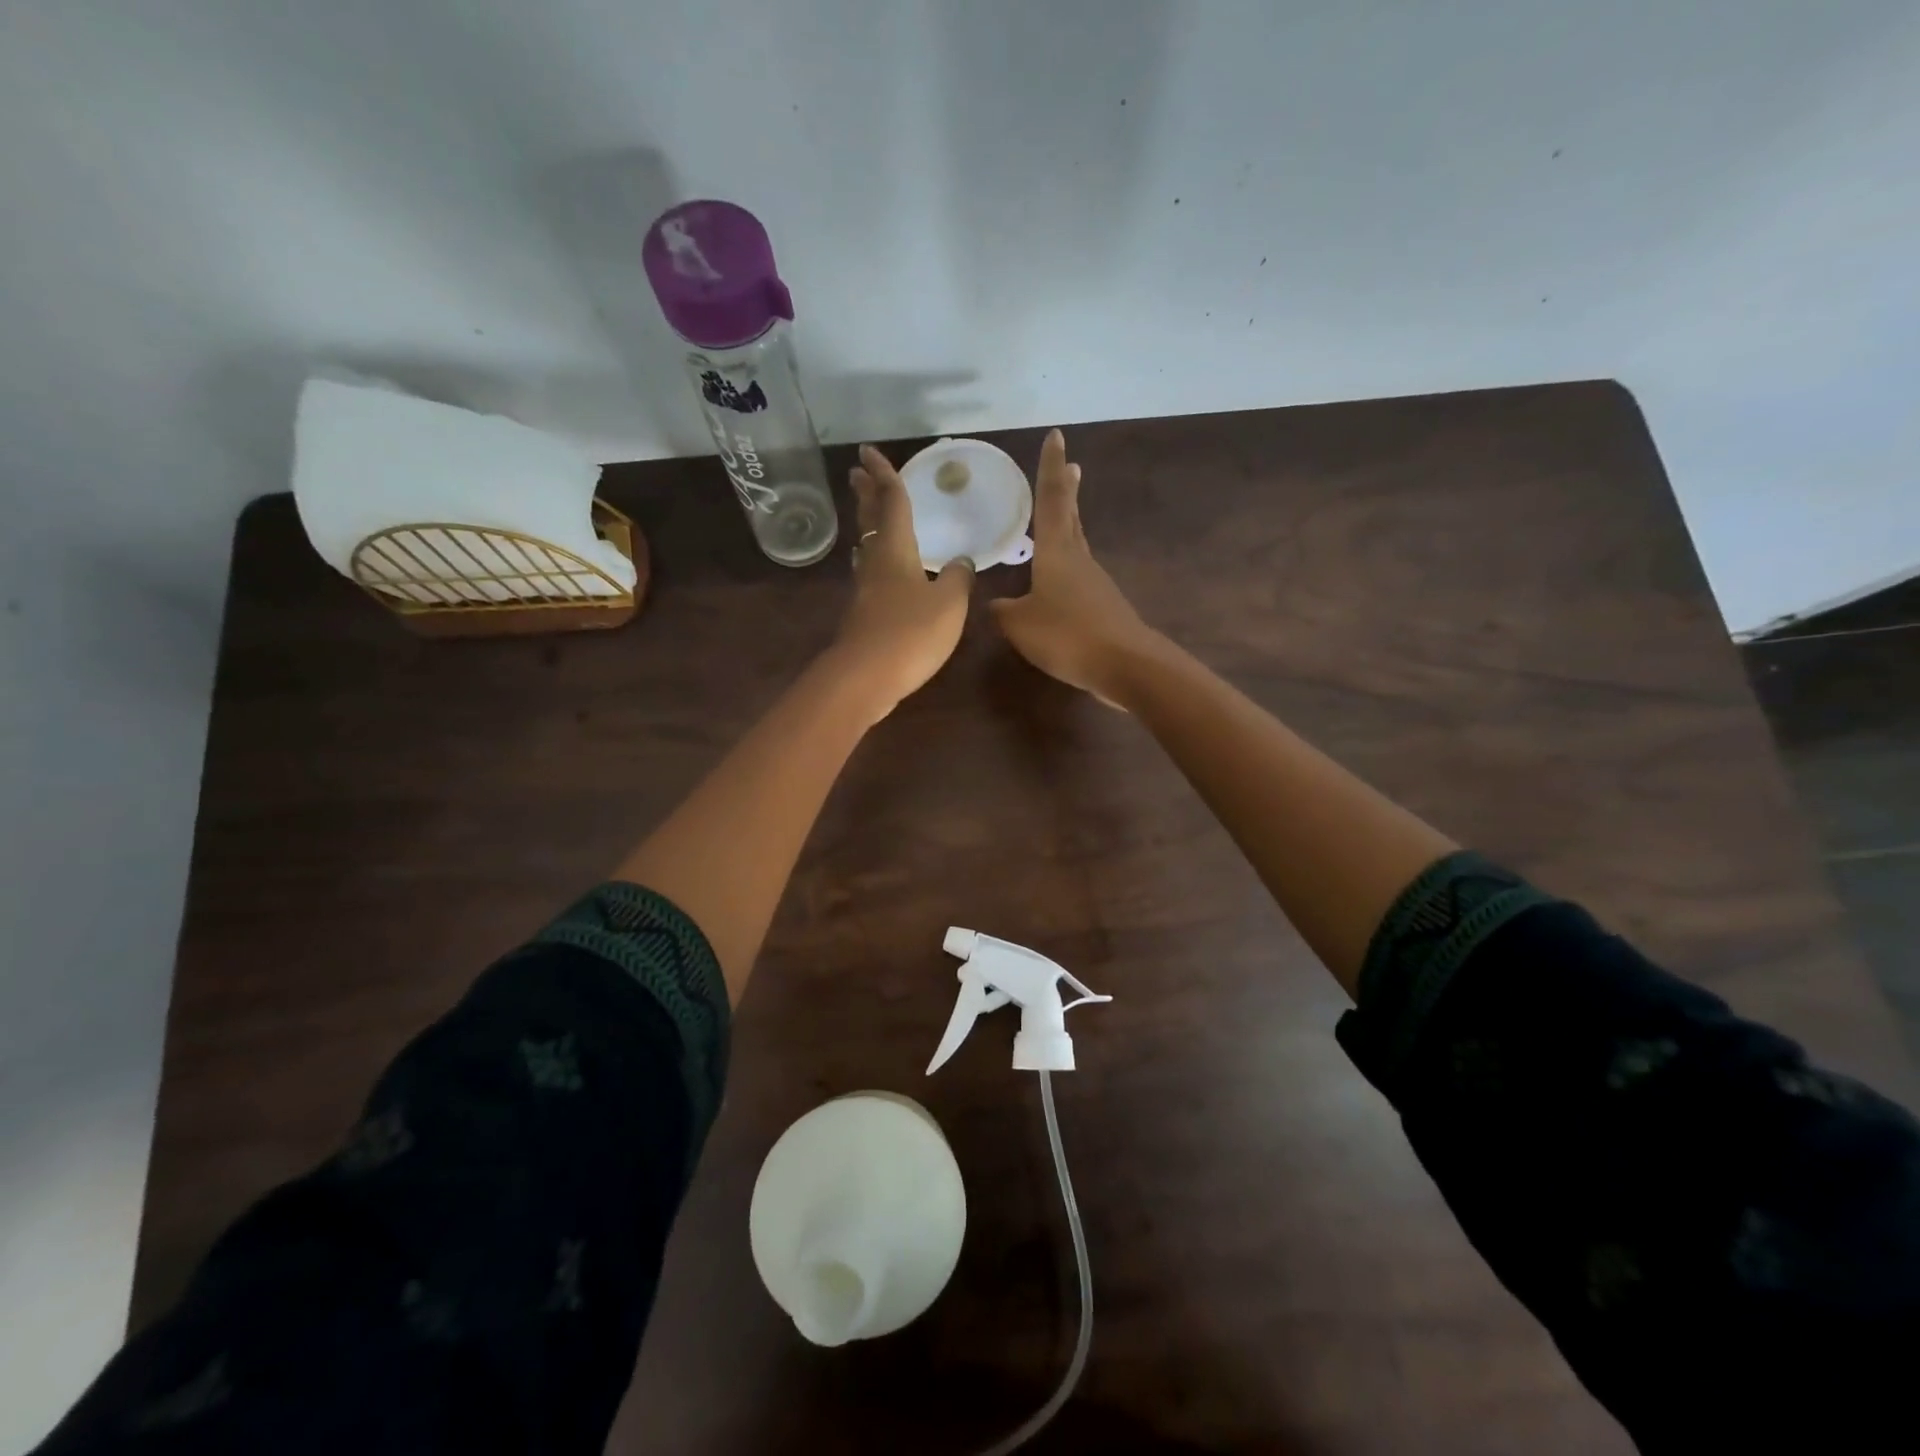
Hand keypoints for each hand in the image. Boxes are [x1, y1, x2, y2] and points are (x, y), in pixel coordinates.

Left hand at [831, 444, 973, 721]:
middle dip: (866, 495)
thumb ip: (959, 578)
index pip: (891, 502)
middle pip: (870, 521)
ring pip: (867, 549)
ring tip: (870, 518)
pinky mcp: (863, 616)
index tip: (869, 451)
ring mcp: (865, 591)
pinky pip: (870, 576)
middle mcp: (875, 564)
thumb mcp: (949, 604)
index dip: (884, 475)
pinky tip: (880, 573)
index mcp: (896, 551)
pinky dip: (876, 562)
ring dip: (868, 528)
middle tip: (857, 472)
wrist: (866, 678)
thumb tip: (962, 561)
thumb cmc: (910, 633)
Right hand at [990, 429, 1160, 707]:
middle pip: (1071, 518)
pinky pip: (1079, 580)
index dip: (1050, 469)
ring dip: (1070, 527)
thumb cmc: (1067, 635)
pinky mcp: (1104, 608)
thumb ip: (1004, 611)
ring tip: (1063, 517)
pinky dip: (1068, 569)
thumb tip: (996, 604)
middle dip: (1067, 491)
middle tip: (1072, 466)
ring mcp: (1095, 584)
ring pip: (1077, 547)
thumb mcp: (1020, 625)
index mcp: (1056, 553)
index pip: (1051, 500)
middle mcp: (1079, 560)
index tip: (1056, 437)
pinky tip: (1058, 585)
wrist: (1124, 665)